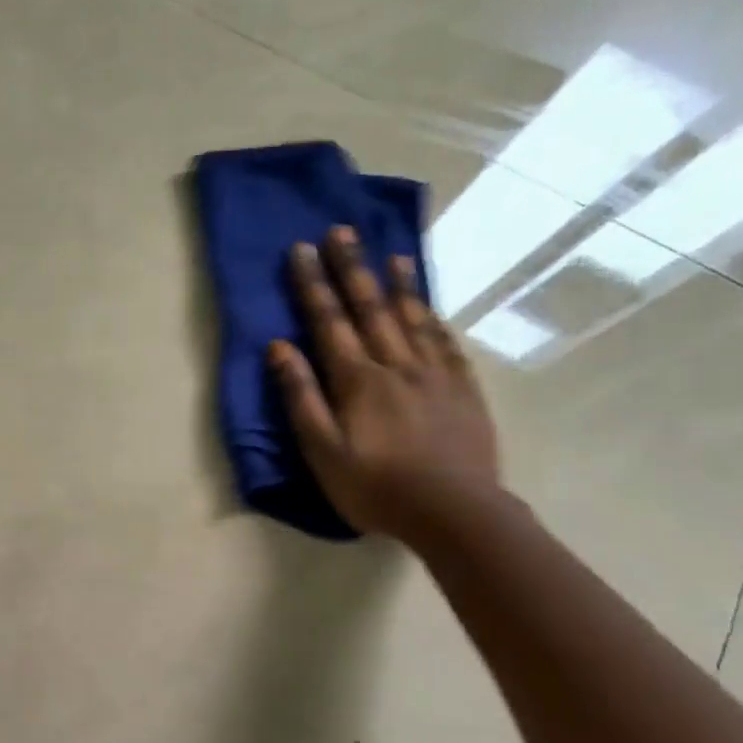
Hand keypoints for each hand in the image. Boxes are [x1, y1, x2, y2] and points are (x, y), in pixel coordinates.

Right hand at [269, 226, 500, 542]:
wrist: (455, 513)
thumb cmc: (376, 488)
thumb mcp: (322, 452)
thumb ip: (301, 398)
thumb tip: (279, 348)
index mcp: (358, 380)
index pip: (329, 321)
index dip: (313, 284)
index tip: (301, 249)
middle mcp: (396, 365)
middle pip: (371, 308)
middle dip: (352, 268)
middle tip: (342, 230)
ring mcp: (435, 375)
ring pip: (413, 319)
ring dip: (399, 284)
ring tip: (391, 254)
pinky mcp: (463, 391)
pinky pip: (447, 345)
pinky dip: (435, 321)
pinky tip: (431, 310)